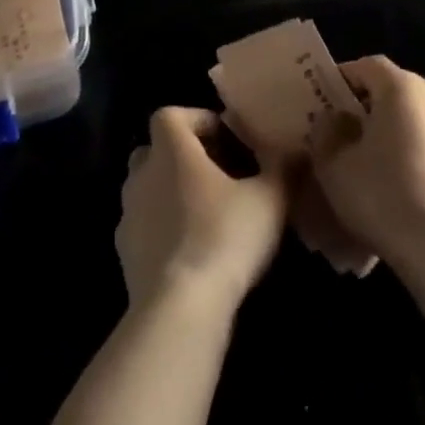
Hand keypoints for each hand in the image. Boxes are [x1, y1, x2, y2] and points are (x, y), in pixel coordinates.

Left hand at [116, 107, 290, 315]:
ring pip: (149, 189)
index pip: (171, 115)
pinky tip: (191, 252)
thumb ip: (284, 169)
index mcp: (170, 148)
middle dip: (184, 157)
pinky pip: (145, 227)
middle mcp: (142, 173)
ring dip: (172, 194)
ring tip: (208, 215)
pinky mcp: (124, 253)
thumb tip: (300, 152)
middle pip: (156, 151)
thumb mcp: (269, 199)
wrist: (179, 308)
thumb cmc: (224, 236)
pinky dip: (163, 230)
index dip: (197, 121)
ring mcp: (128, 214)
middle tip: (219, 176)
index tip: (226, 139)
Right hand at [312, 57, 424, 271]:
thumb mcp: (333, 167)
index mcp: (402, 87)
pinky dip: (423, 152)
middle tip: (350, 135)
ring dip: (400, 130)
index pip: (366, 66)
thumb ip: (327, 132)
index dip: (343, 80)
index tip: (326, 102)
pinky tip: (410, 184)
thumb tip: (335, 119)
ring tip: (382, 163)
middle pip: (396, 90)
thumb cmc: (384, 199)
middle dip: (372, 107)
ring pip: (420, 117)